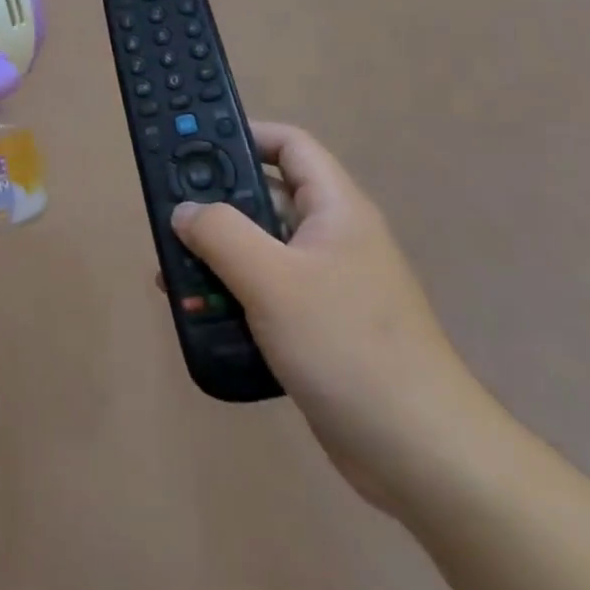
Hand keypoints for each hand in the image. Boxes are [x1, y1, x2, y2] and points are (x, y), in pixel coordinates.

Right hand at [172, 121, 495, 513]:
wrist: (421, 455)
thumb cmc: (348, 347)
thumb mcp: (273, 280)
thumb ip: (221, 234)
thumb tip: (184, 210)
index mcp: (335, 210)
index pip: (289, 145)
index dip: (243, 134)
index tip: (192, 145)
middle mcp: (333, 239)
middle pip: (265, 199)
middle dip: (214, 207)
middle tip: (168, 216)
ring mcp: (327, 286)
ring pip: (259, 251)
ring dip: (216, 258)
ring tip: (170, 274)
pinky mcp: (318, 328)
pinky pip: (265, 294)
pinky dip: (231, 297)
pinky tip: (197, 316)